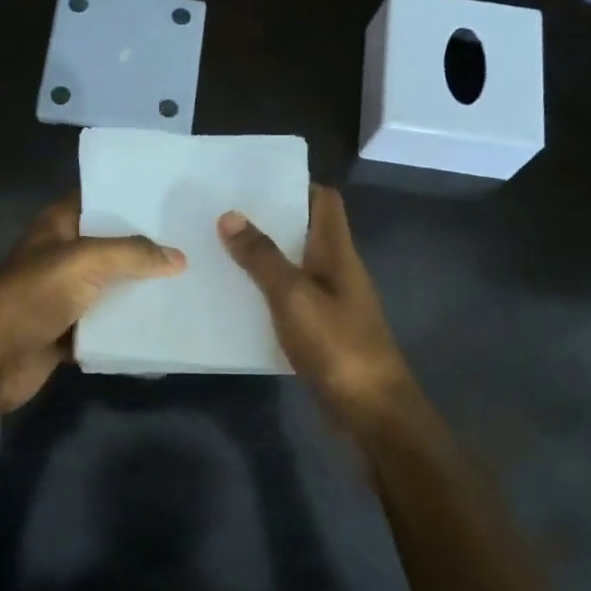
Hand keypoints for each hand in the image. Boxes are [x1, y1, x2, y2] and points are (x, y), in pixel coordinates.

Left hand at [0, 190, 184, 416]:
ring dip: (140, 289)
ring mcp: (63, 294)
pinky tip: (164, 322)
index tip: (171, 200)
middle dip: (146, 247)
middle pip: (110, 246)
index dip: (130, 197)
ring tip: (188, 282)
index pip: (98, 200)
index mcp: (58, 226)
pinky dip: (127, 326)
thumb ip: (134, 253)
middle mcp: (61, 255)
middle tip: (193, 243)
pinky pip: (106, 324)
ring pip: (110, 287)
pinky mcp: (68, 331)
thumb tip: (179, 258)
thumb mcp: (86, 261)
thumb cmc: (34, 295)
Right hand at [219, 186, 417, 432]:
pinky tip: (236, 296)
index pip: (325, 200)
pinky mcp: (321, 330)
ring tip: (219, 247)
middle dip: (270, 219)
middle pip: (307, 230)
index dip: (296, 184)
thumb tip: (230, 215)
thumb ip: (262, 257)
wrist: (370, 410)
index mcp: (337, 252)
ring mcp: (331, 301)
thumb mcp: (293, 296)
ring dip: (265, 256)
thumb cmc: (337, 345)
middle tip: (223, 212)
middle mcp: (337, 269)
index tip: (255, 180)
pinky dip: (266, 291)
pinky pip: (290, 298)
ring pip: (295, 265)